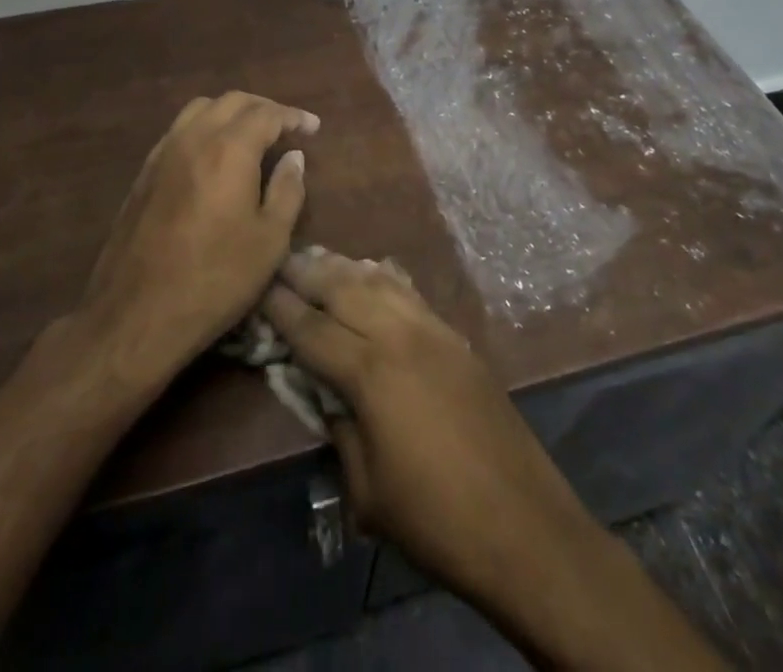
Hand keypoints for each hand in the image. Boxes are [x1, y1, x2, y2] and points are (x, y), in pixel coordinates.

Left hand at [81, 91, 318, 378]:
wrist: (136, 314)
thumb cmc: (215, 279)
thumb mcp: (270, 241)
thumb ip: (287, 190)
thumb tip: (293, 156)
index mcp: (229, 149)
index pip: (267, 114)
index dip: (293, 117)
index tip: (312, 127)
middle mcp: (194, 138)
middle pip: (232, 101)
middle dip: (264, 108)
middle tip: (286, 127)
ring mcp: (163, 152)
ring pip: (201, 109)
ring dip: (231, 112)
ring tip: (250, 134)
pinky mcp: (144, 172)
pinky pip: (179, 130)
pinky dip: (205, 128)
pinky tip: (213, 155)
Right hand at [259, 252, 593, 604]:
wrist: (524, 525)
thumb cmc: (435, 520)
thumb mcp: (366, 490)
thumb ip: (338, 428)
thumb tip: (322, 391)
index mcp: (370, 373)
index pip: (312, 328)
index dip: (280, 307)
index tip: (258, 286)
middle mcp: (399, 335)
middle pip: (343, 288)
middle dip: (307, 272)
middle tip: (280, 261)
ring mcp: (433, 330)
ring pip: (378, 280)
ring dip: (344, 266)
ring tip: (317, 257)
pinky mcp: (456, 337)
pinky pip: (410, 291)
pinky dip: (383, 276)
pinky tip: (372, 271)